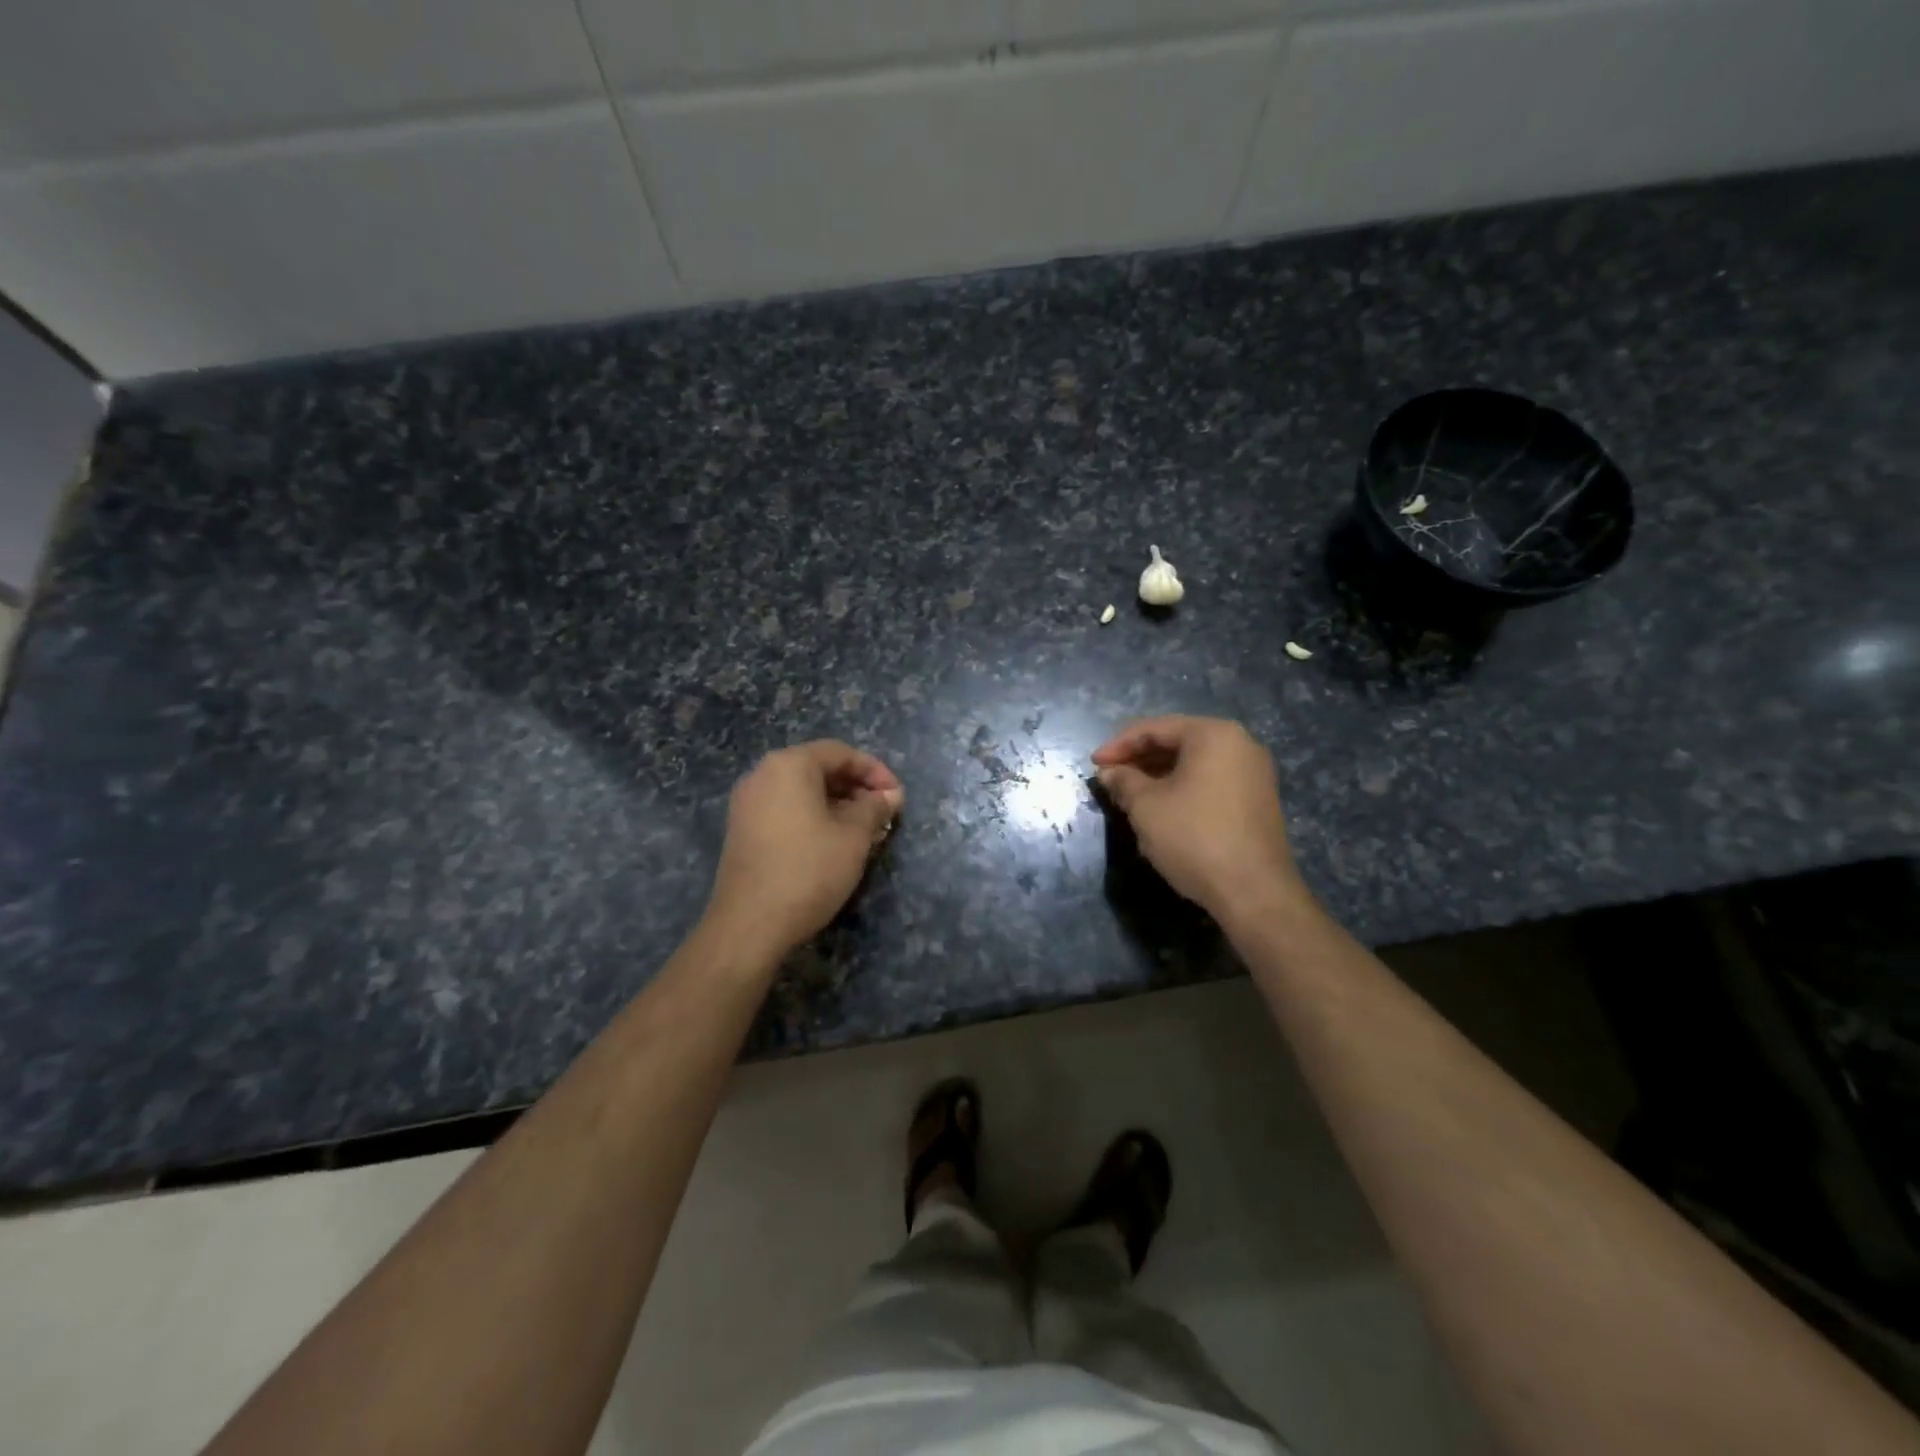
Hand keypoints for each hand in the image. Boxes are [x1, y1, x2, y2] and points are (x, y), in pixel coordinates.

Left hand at [705, 740, 904, 958]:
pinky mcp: (741, 829)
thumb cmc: (809, 870)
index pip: (840, 753)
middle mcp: (762, 774)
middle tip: (883, 814)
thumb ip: (875, 807)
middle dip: (855, 788)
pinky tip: (833, 843)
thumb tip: (891, 795)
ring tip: (864, 831)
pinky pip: (785, 809)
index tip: (897, 797)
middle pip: (818, 768)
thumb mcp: (854, 836)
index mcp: (789, 765)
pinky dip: (812, 817)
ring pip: (802, 791)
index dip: (875, 771)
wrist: (750, 925)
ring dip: (837, 804)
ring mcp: (747, 803)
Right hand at [1091, 715, 1305, 921]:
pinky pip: (1211, 782)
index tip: (1093, 764)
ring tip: (1129, 795)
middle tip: (1109, 779)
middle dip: (1139, 760)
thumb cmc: (1194, 837)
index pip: (1155, 728)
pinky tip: (1160, 809)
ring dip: (1158, 776)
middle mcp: (1240, 745)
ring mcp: (1254, 774)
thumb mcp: (1146, 806)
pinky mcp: (1257, 801)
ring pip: (1194, 764)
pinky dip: (1182, 789)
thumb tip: (1110, 773)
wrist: (1253, 892)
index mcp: (1214, 734)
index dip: (1119, 745)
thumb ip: (1124, 781)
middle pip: (1177, 742)